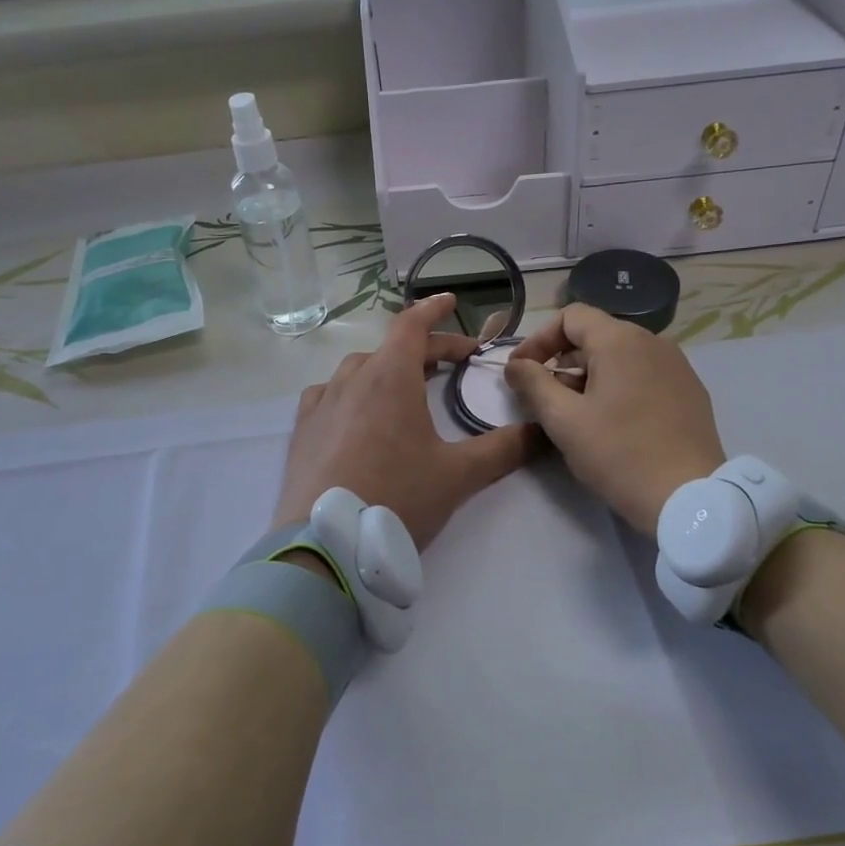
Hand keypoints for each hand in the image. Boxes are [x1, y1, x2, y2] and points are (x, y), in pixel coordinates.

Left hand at [272, 293, 534, 548]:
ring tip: (405, 386)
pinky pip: (328, 394)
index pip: (412, 325)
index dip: (434, 309)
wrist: (327, 544)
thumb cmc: (397, 498)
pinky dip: (350, 391)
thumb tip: (542, 431)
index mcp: (390, 378)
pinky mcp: (302, 431)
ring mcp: (321, 404)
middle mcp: (352, 380)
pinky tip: (355, 411)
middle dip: (425, 349)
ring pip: (357, 370)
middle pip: (390, 348)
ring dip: (386, 368)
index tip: (452, 300)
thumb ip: (504, 449)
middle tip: (453, 364)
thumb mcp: (458, 475)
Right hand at [504, 305, 724, 535]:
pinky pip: (644, 374)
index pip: (570, 316)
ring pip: (620, 357)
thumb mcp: (564, 421)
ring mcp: (677, 366)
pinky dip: (618, 387)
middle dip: (562, 362)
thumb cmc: (619, 454)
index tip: (522, 372)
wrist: (690, 498)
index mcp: (620, 340)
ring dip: (589, 376)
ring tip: (576, 415)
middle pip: (595, 335)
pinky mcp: (690, 391)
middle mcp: (653, 341)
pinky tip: (612, 423)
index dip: (539, 340)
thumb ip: (533, 384)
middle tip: (544, 400)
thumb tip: (515, 365)